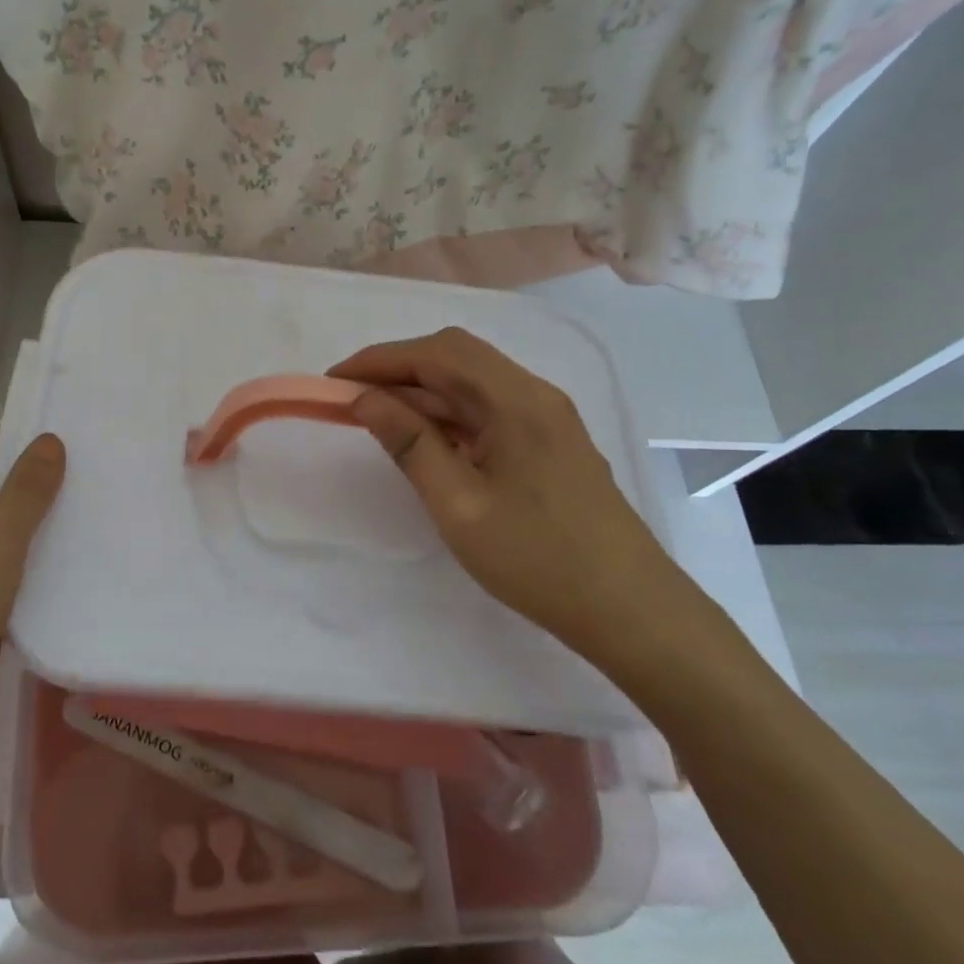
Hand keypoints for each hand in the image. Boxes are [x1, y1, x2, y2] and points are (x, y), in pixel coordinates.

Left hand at [0, 428, 64, 750]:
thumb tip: (50, 439)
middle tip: (92, 466)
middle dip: (33, 478)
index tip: (70, 433)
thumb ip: (26, 492)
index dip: (20, 438)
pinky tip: (72, 553)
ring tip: (92, 503)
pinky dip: (30, 555)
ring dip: (36, 519)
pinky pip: (1, 564)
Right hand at [330, 328, 694, 670]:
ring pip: (471, 383)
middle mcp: (534, 394)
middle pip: (456, 357)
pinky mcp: (548, 441)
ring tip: (376, 418)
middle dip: (398, 370)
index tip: (334, 380)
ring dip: (421, 392)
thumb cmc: (537, 559)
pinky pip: (487, 409)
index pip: (437, 353)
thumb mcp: (459, 505)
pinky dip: (447, 413)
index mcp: (516, 400)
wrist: (629, 610)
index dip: (380, 359)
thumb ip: (410, 444)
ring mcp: (545, 417)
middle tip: (351, 398)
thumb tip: (366, 400)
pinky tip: (424, 439)